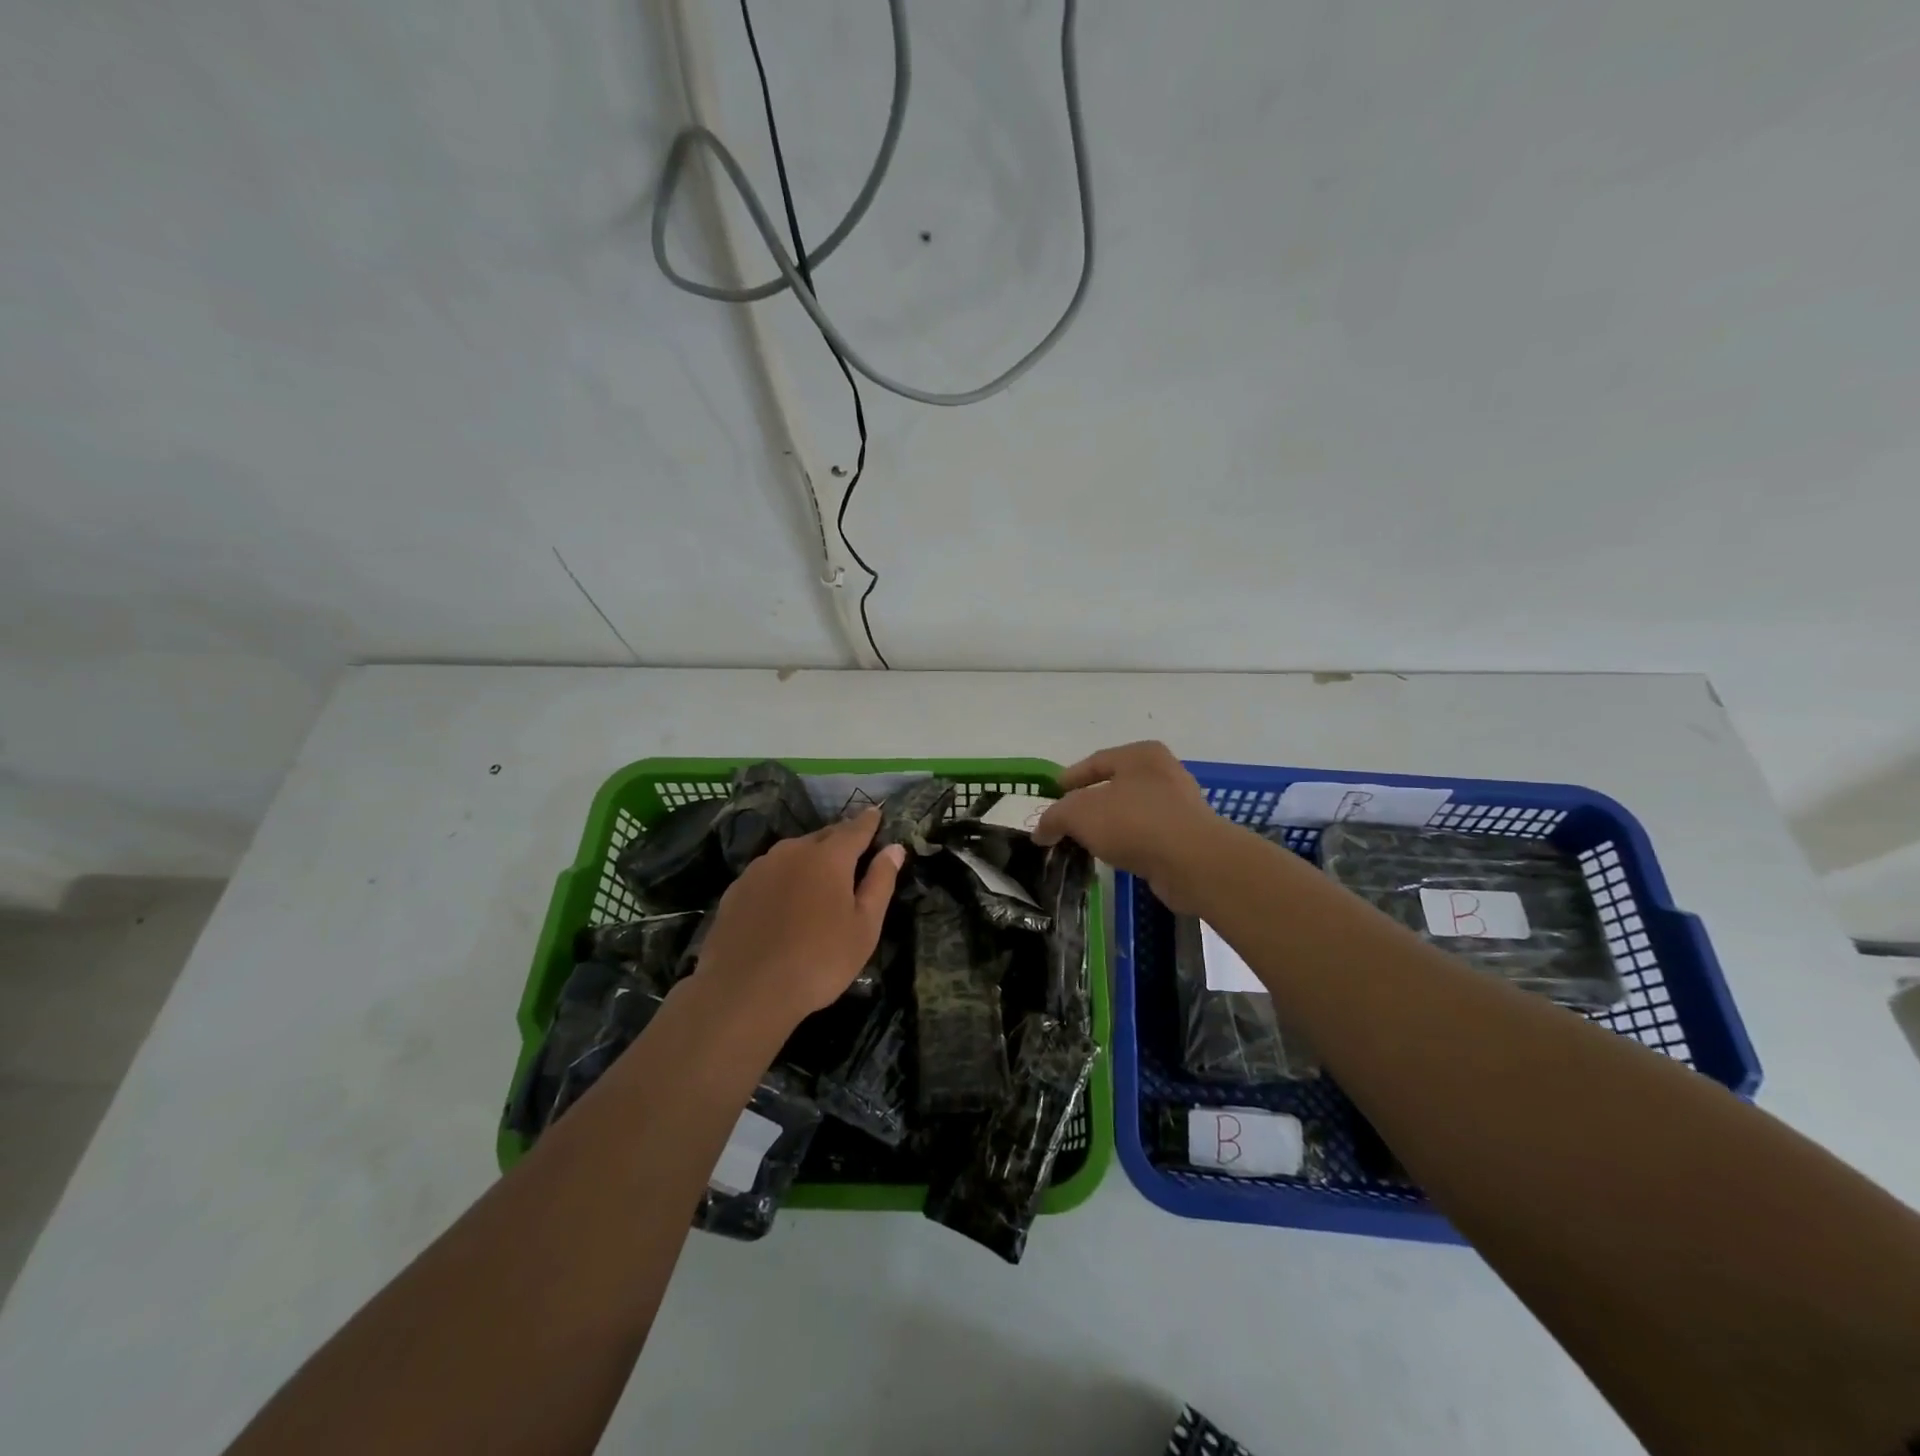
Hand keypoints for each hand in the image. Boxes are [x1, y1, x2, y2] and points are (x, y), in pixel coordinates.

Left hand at [691, 807, 904, 1028]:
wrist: (745, 991)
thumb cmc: (818, 960)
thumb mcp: (864, 927)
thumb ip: (880, 882)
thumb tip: (894, 848)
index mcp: (829, 857)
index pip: (856, 828)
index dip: (869, 821)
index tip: (877, 814)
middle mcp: (793, 851)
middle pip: (824, 836)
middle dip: (841, 839)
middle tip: (854, 852)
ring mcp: (760, 868)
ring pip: (793, 852)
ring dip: (810, 858)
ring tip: (819, 879)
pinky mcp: (736, 888)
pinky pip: (769, 872)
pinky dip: (783, 877)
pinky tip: (784, 902)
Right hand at [1033, 741, 1229, 914]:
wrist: (1192, 861)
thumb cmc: (1133, 822)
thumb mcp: (1079, 813)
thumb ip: (1054, 817)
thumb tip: (1040, 831)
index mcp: (1141, 754)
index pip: (1096, 761)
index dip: (1070, 778)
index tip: (1053, 793)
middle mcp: (1163, 772)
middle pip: (1115, 786)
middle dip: (1089, 804)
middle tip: (1066, 821)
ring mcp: (1180, 805)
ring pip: (1132, 812)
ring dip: (1109, 826)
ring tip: (1086, 842)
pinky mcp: (1188, 836)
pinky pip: (1147, 835)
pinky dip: (1128, 843)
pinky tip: (1113, 857)